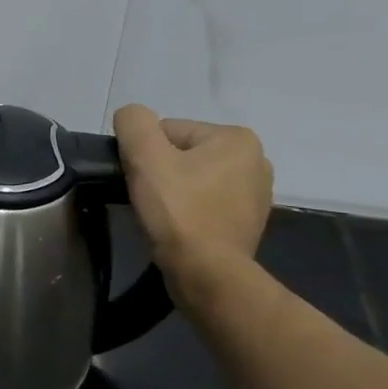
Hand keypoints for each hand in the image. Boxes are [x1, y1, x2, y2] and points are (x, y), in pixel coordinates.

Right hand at [113, 105, 272, 304]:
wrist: (206, 272)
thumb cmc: (177, 210)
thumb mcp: (145, 156)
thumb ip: (133, 122)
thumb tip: (131, 116)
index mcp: (236, 138)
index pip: (168, 131)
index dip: (144, 153)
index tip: (139, 179)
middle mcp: (256, 160)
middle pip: (182, 154)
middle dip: (161, 172)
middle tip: (148, 198)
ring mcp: (256, 194)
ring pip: (193, 179)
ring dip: (173, 192)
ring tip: (162, 215)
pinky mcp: (248, 221)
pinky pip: (206, 203)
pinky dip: (188, 211)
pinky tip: (178, 227)